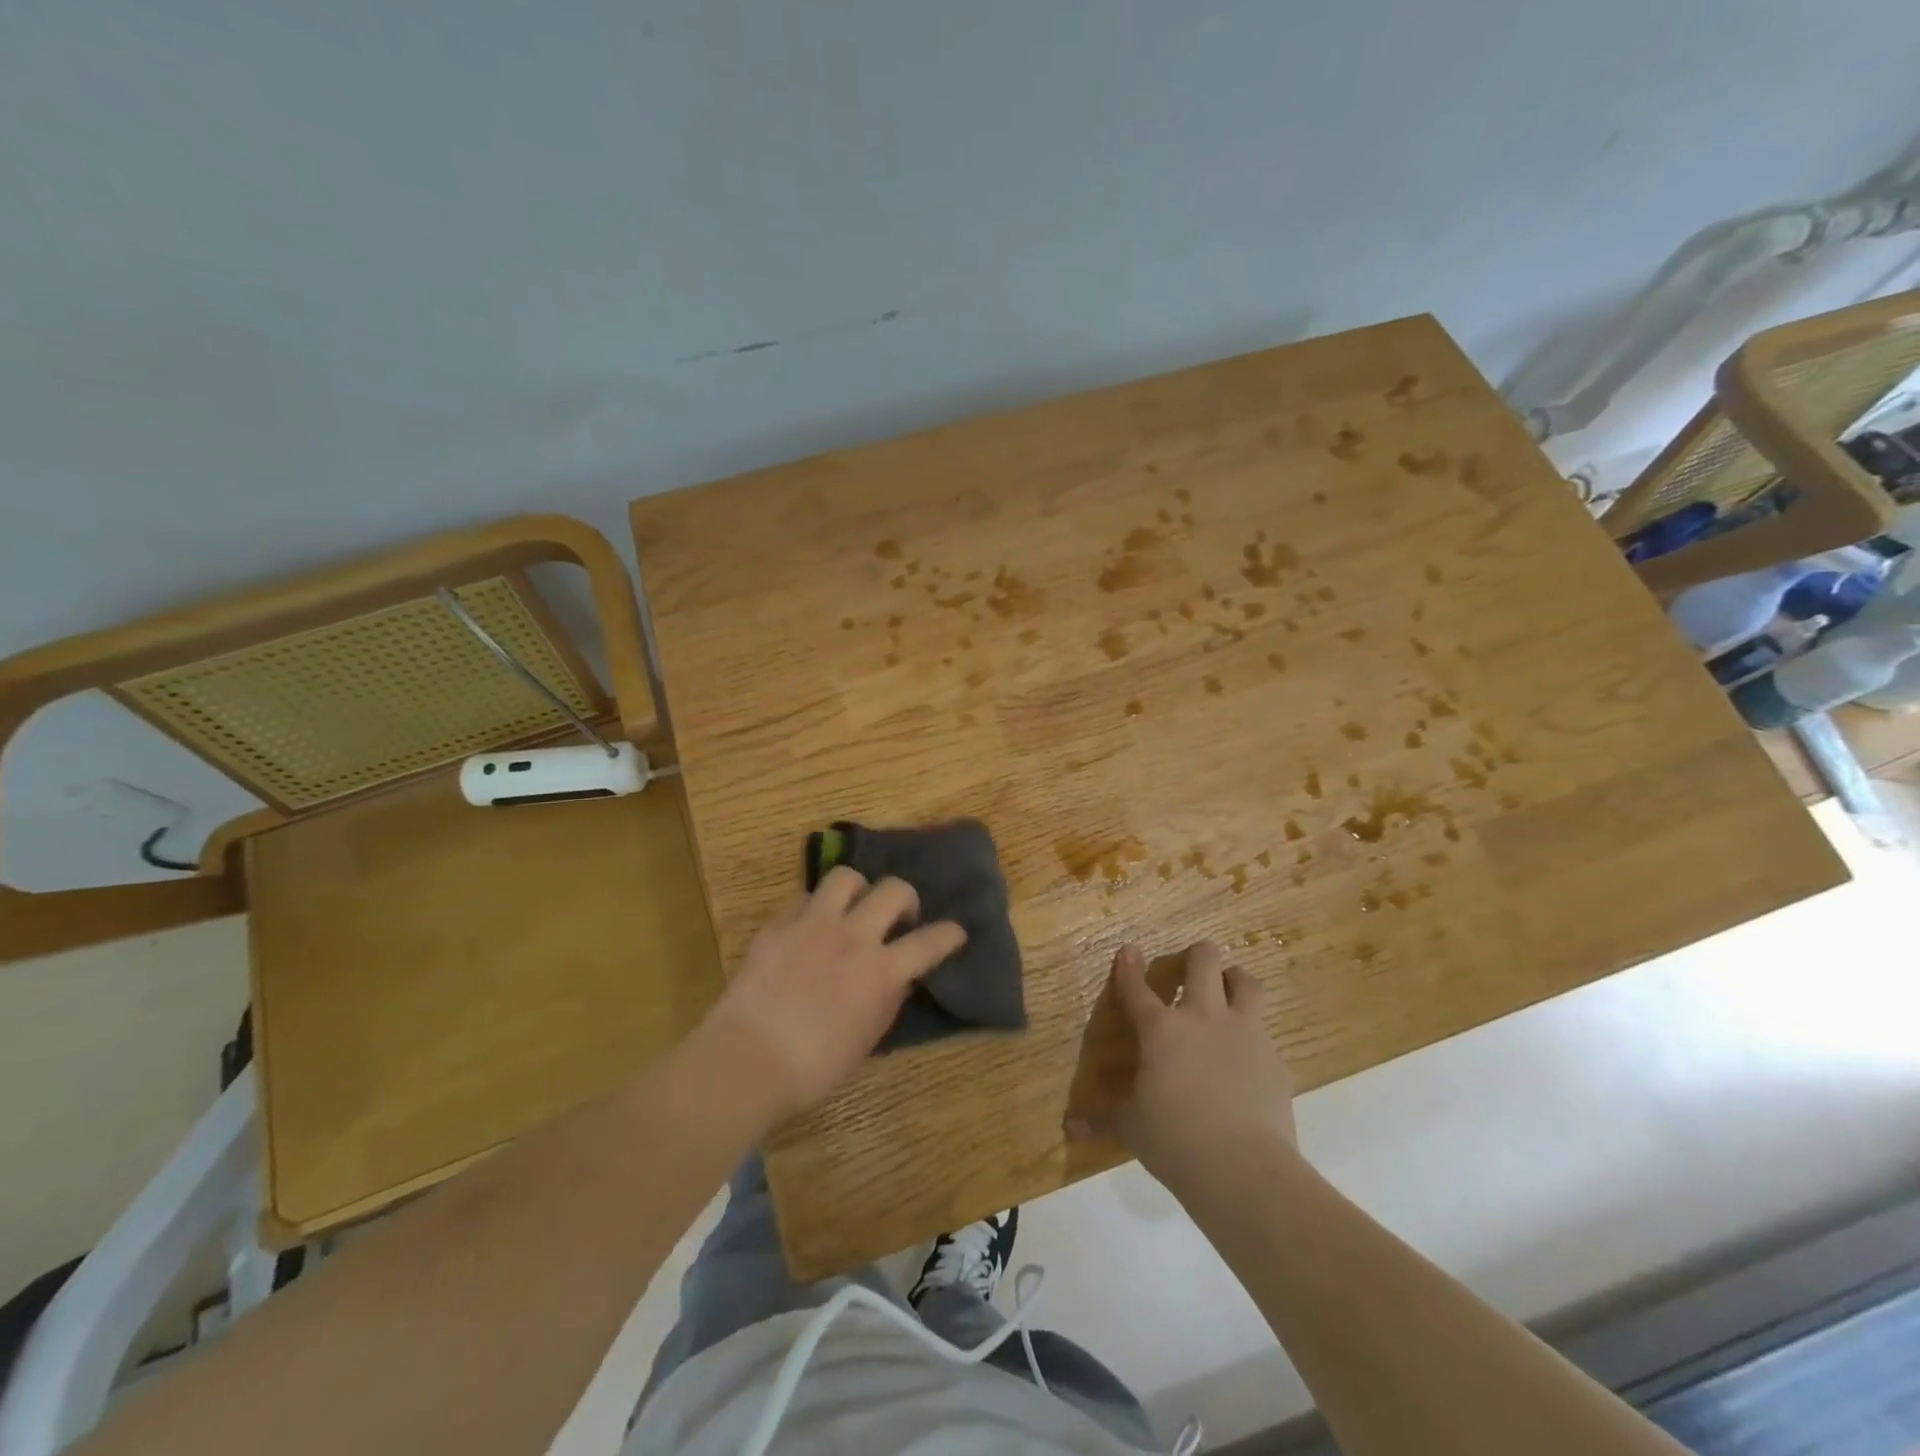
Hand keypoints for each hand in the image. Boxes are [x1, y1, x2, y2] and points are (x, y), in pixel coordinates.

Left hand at [703, 866, 965, 1120]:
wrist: (748, 1059)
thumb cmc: (813, 1067)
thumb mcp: (866, 1041)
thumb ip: (887, 1001)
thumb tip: (898, 979)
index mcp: (881, 971)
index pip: (930, 942)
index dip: (949, 934)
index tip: (956, 932)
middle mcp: (853, 936)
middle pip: (894, 890)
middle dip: (906, 898)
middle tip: (900, 917)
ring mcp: (813, 924)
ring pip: (846, 878)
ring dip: (858, 890)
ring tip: (853, 908)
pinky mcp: (779, 924)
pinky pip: (804, 897)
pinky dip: (815, 907)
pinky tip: (810, 926)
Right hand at [1084, 941, 1297, 1196]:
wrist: (1245, 1170)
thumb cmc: (1175, 1141)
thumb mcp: (1132, 1128)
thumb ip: (1103, 1119)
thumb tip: (1070, 1127)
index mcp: (1161, 1030)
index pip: (1137, 987)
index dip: (1128, 966)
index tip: (1128, 949)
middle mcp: (1203, 1018)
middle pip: (1204, 961)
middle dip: (1196, 954)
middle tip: (1191, 963)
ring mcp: (1244, 1034)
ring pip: (1246, 983)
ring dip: (1235, 979)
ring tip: (1229, 986)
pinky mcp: (1275, 1060)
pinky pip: (1265, 1033)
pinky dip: (1254, 1036)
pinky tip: (1248, 1058)